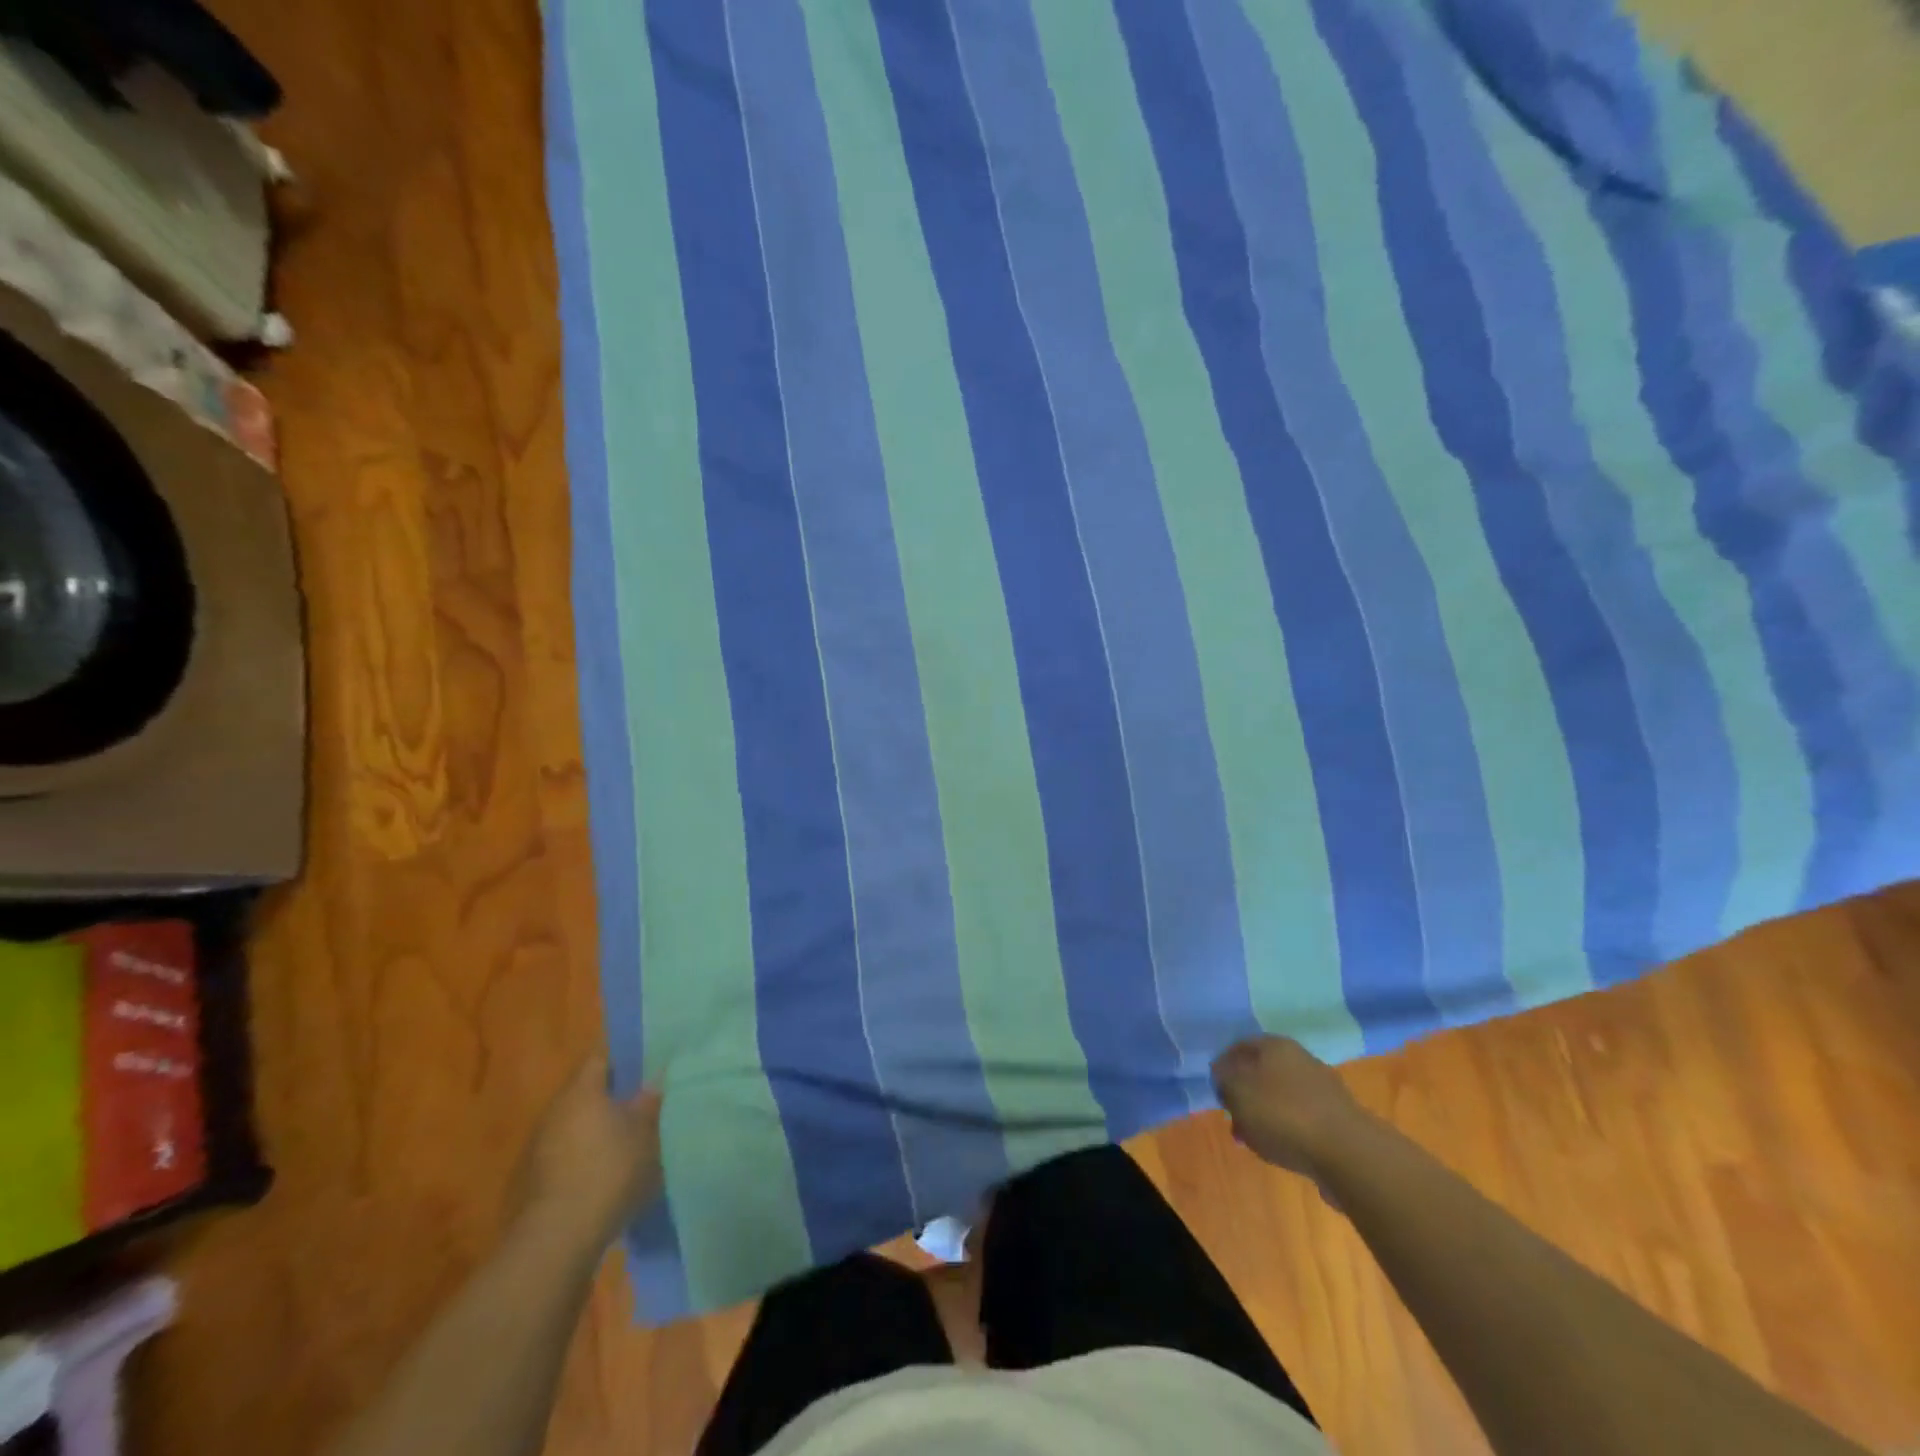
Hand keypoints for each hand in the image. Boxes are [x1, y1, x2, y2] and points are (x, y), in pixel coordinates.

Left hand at [510, 1058, 662, 1253]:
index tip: (647, 1059)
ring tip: (629, 1138)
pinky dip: (586, 1155)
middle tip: (645, 1099)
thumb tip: (656, 1078)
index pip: (601, 1056)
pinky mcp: (534, 1181)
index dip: (624, 1055)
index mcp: (581, 1090)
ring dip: (599, 1127)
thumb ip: (650, 1102)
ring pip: (576, 1123)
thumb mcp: (645, 1133)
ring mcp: (539, 1147)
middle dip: (614, 1094)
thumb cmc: (608, 1171)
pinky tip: (607, 1172)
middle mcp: (555, 1110)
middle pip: (587, 1090)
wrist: (557, 1240)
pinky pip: (567, 1153)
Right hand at [1211, 1036, 1368, 1184]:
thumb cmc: (1283, 1114)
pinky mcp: (1337, 1118)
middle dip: (1244, 1093)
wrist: (1348, 1153)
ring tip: (1253, 1138)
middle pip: (1262, 1071)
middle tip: (1232, 1115)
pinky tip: (1281, 1148)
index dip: (1223, 1065)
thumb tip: (1223, 1074)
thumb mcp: (1237, 1092)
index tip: (1215, 1088)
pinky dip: (1287, 1129)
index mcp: (1275, 1045)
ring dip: (1264, 1114)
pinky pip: (1301, 1118)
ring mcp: (1322, 1089)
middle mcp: (1300, 1058)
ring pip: (1281, 1096)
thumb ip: (1224, 1080)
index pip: (1240, 1045)